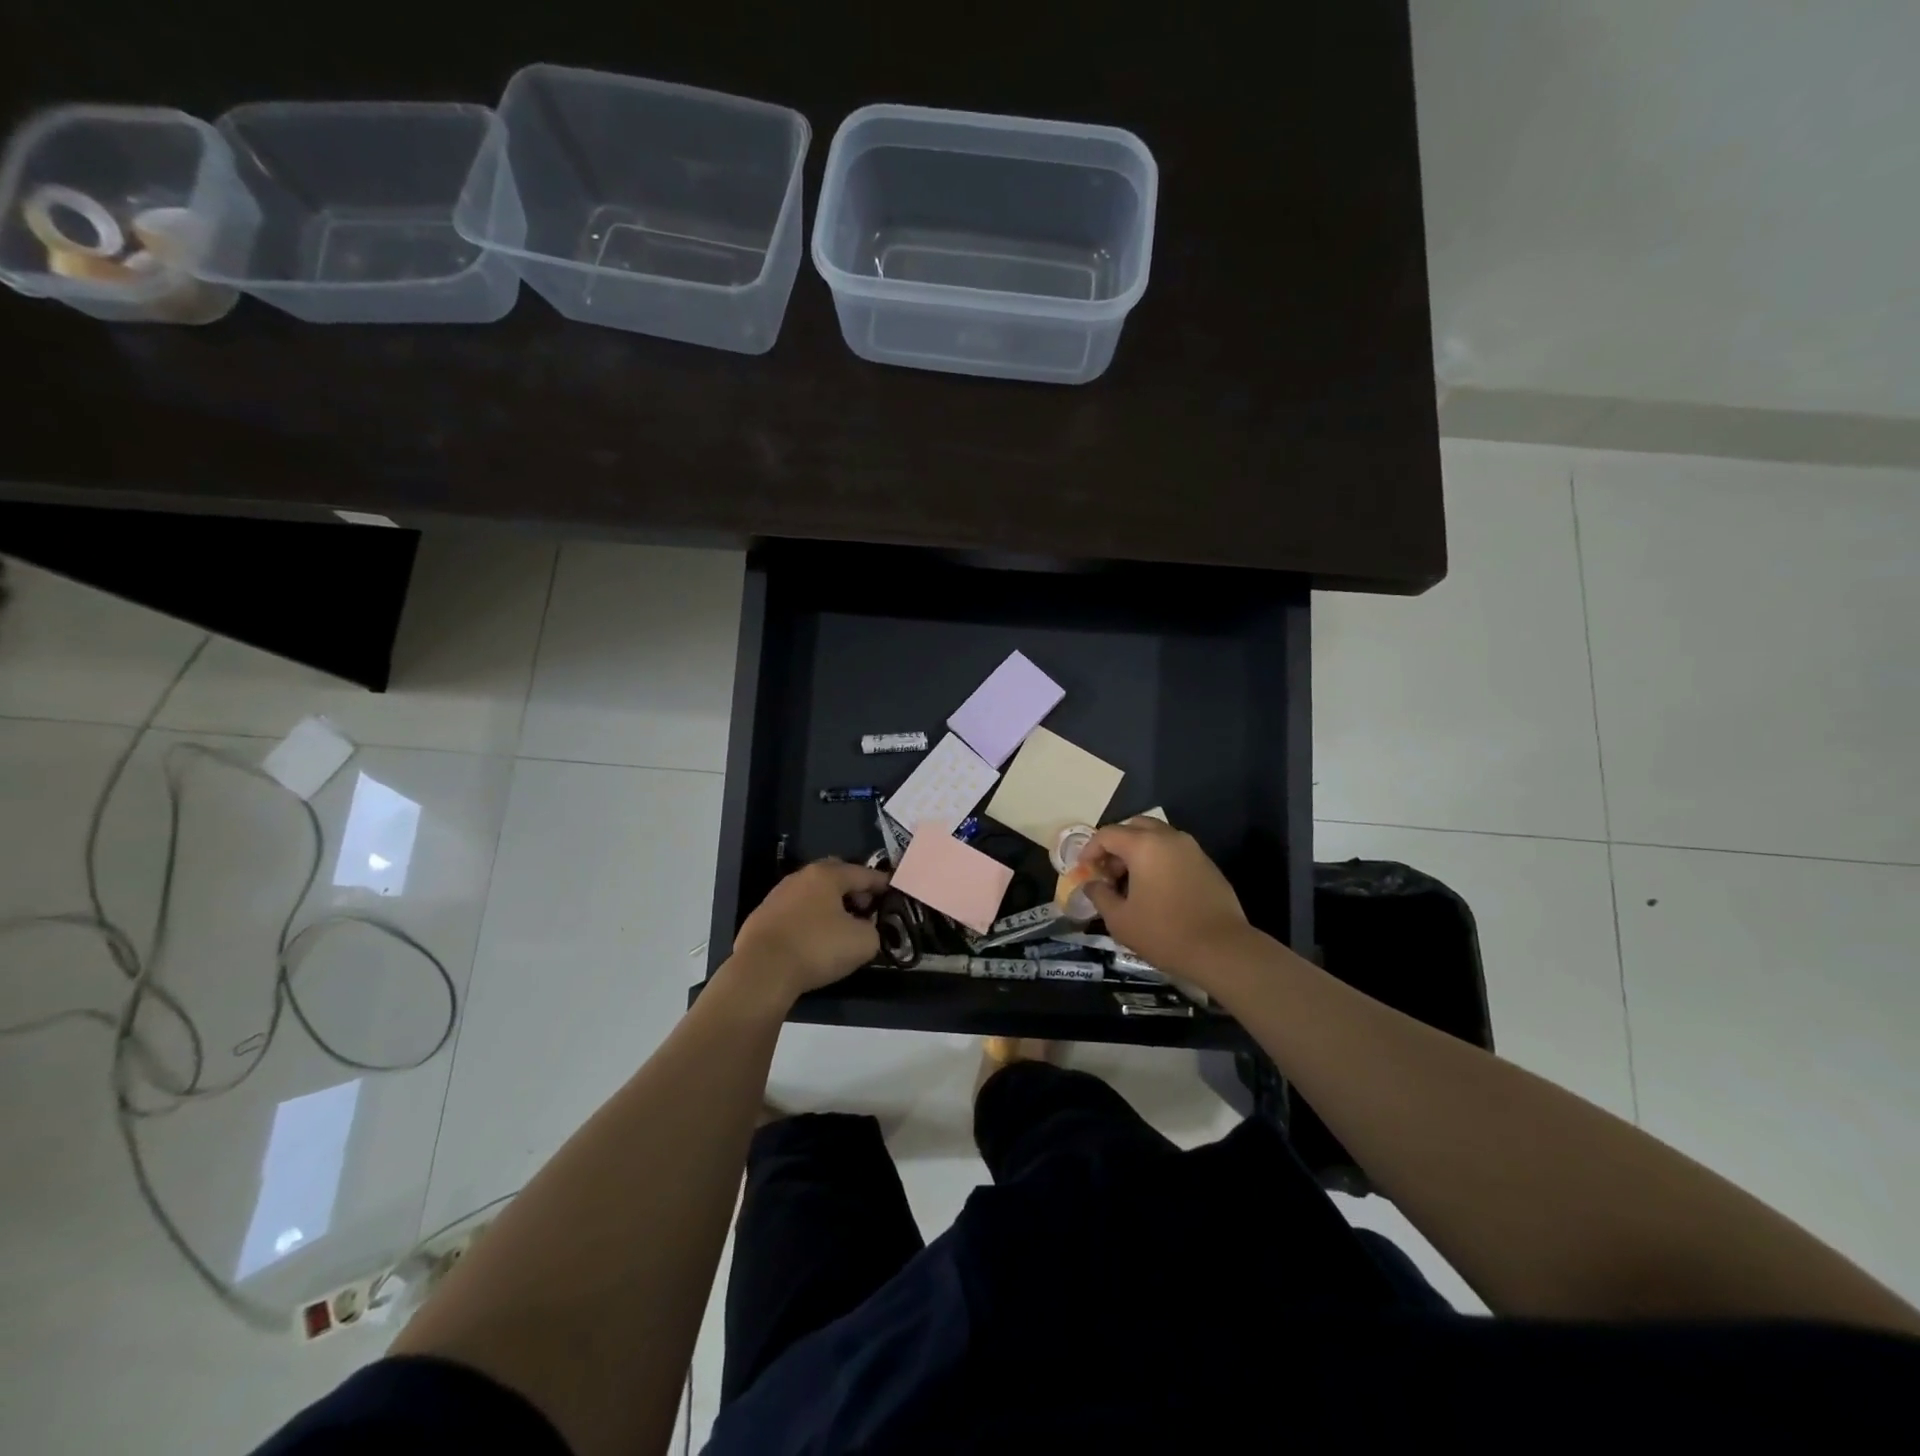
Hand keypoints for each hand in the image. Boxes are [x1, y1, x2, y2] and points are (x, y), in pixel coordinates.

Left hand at [729, 859, 889, 1003]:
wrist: (762, 971)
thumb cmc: (817, 948)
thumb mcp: (863, 942)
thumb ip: (872, 930)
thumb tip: (864, 928)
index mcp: (827, 875)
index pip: (863, 873)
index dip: (881, 882)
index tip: (892, 891)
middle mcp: (801, 877)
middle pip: (834, 876)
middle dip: (852, 889)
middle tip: (865, 908)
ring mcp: (777, 896)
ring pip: (812, 893)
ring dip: (829, 904)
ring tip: (840, 926)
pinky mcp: (761, 917)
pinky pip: (795, 911)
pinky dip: (809, 919)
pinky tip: (812, 939)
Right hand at [1082, 818, 1259, 980]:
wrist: (1222, 950)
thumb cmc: (1164, 933)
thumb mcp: (1120, 919)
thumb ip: (1100, 895)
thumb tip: (1092, 884)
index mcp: (1144, 845)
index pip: (1107, 834)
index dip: (1090, 849)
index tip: (1084, 870)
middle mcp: (1169, 837)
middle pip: (1134, 827)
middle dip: (1116, 845)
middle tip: (1108, 872)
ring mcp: (1192, 849)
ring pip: (1157, 837)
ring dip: (1139, 851)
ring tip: (1131, 882)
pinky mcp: (1207, 864)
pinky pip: (1175, 852)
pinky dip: (1159, 860)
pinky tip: (1157, 889)